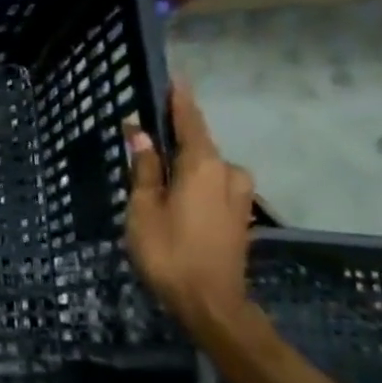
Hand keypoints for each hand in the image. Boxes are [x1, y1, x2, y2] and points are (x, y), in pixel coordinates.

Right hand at [123, 81, 254, 334]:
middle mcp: (228, 172)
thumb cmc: (169, 251)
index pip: (190, 121)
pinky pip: (214, 185)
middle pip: (199, 145)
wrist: (211, 304)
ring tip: (157, 172)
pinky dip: (195, 182)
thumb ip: (145, 167)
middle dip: (175, 138)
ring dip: (185, 164)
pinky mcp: (240, 216)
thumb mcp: (144, 208)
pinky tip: (177, 194)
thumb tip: (141, 132)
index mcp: (203, 164)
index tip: (175, 78)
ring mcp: (239, 195)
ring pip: (207, 167)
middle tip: (146, 136)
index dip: (180, 100)